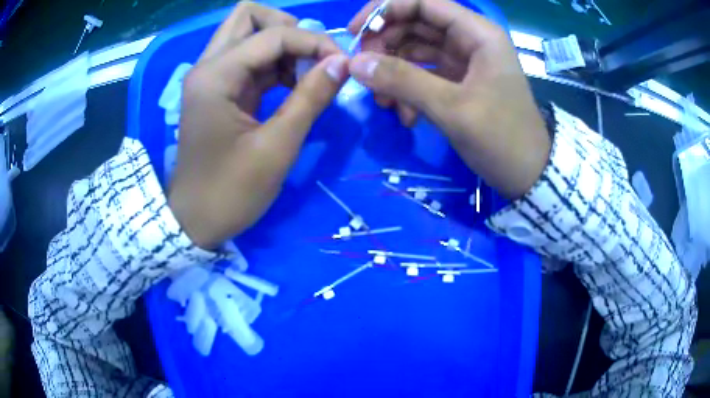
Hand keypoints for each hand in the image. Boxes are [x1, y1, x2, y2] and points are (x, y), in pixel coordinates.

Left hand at [169, 3, 348, 248]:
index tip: (344, 64)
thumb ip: (310, 98)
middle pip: (248, 16)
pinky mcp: (218, 90)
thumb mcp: (276, 147)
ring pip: (248, 34)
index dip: (314, 41)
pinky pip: (249, 58)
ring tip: (307, 74)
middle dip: (288, 27)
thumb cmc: (230, 192)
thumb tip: (342, 62)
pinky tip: (292, 85)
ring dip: (283, 45)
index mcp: (216, 76)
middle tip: (312, 56)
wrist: (194, 220)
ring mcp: (211, 76)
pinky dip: (275, 63)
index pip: (273, 34)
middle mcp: (208, 66)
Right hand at [348, 0, 550, 198]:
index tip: (354, 33)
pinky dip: (409, 91)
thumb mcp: (452, 108)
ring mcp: (464, 61)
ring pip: (415, 50)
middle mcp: (469, 39)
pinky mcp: (459, 82)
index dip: (384, 10)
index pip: (423, 3)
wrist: (528, 174)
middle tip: (365, 73)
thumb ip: (403, 80)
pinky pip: (424, 74)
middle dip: (385, 46)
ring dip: (394, 72)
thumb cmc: (502, 138)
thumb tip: (355, 63)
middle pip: (415, 25)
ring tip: (384, 104)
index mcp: (477, 33)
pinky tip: (406, 116)